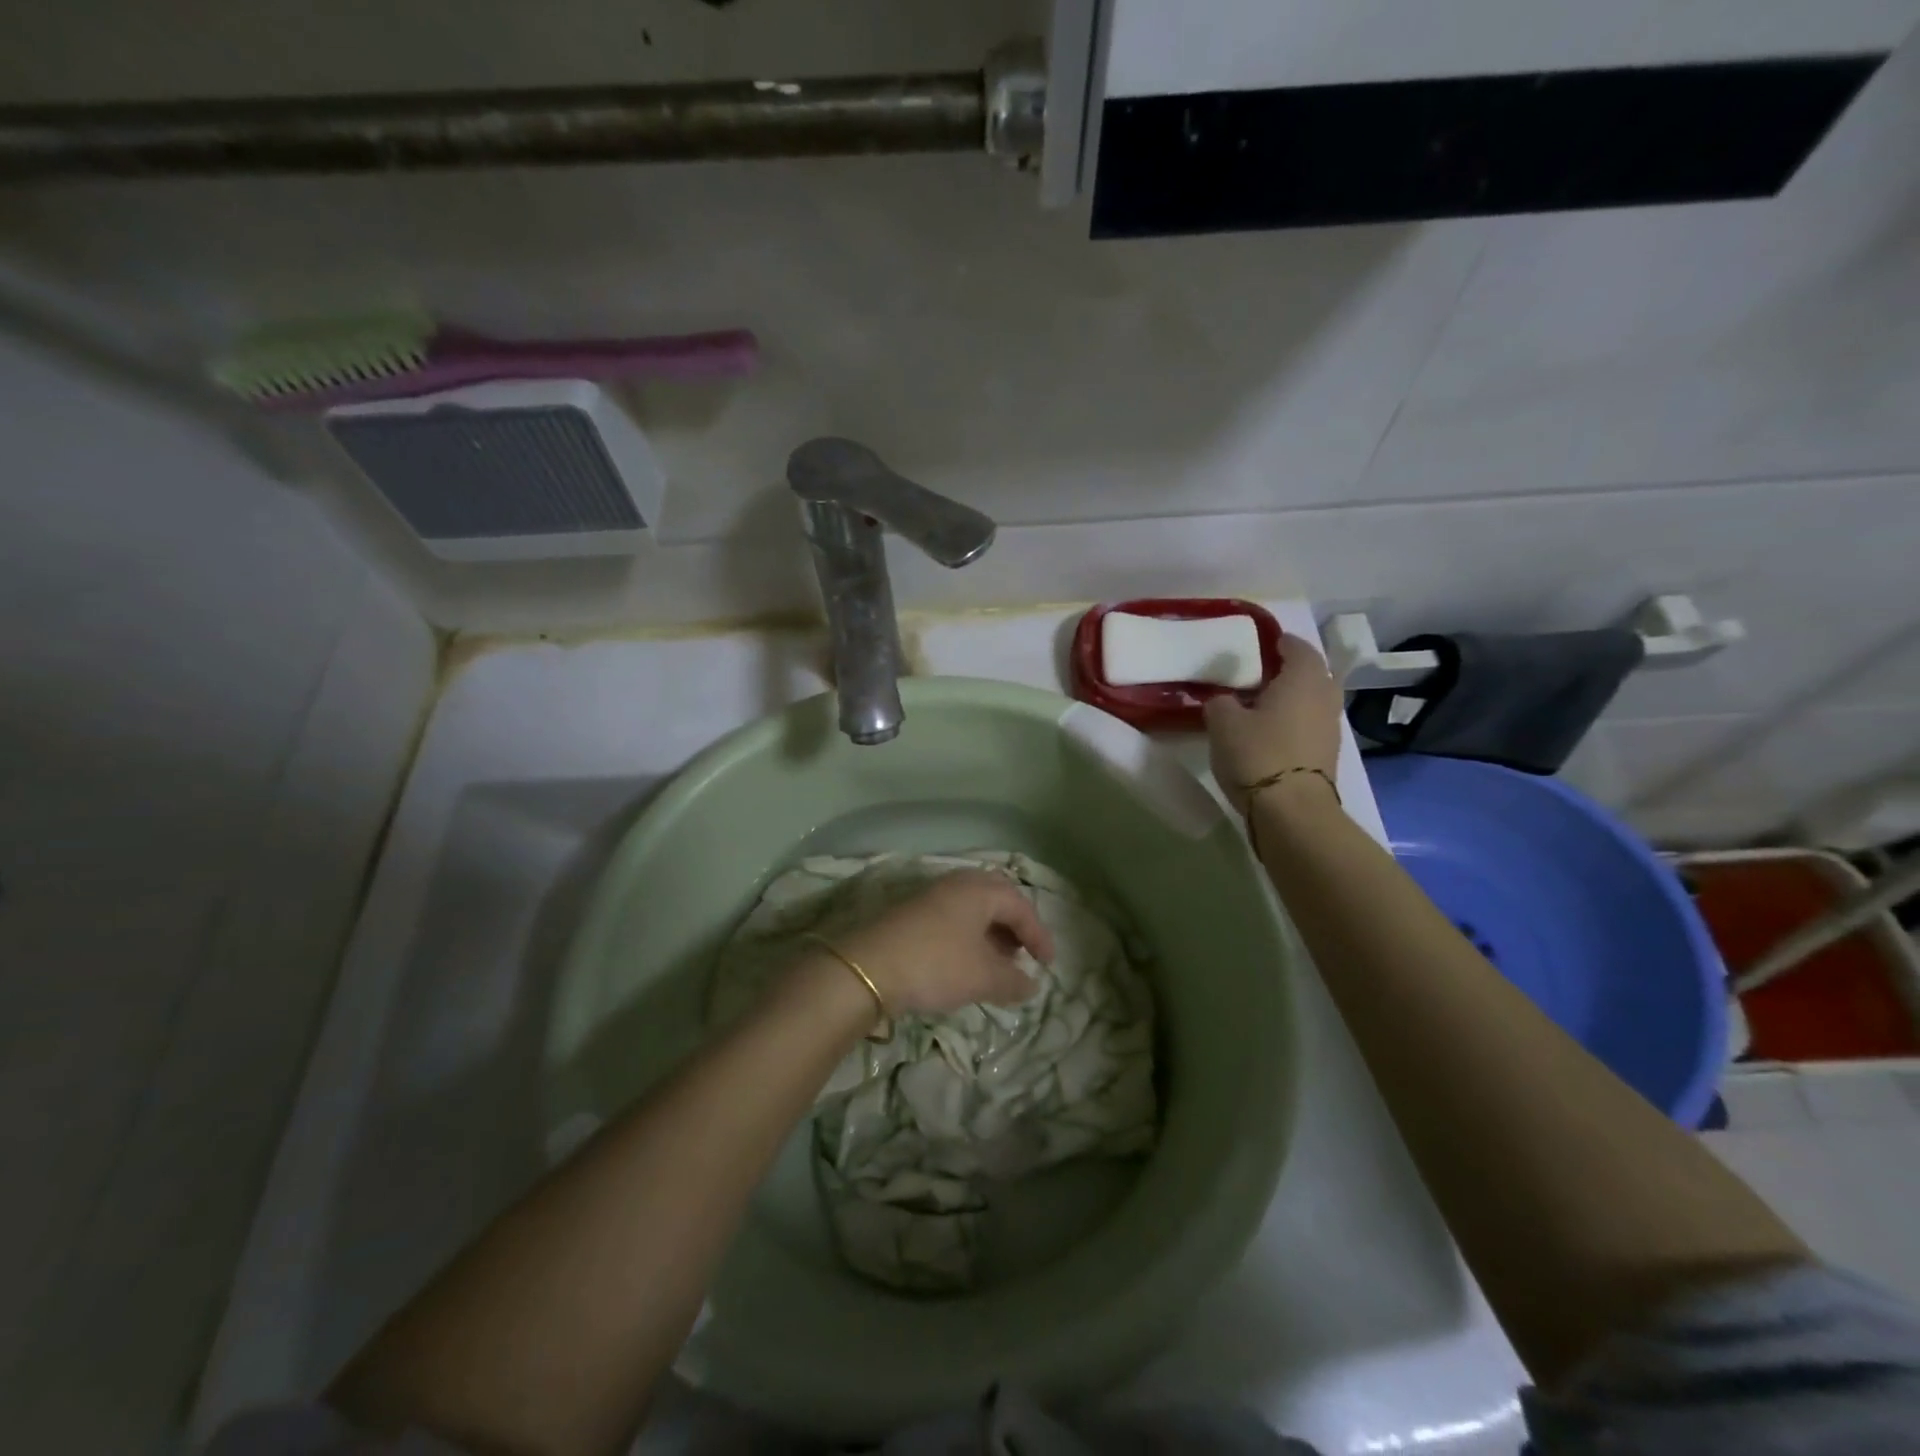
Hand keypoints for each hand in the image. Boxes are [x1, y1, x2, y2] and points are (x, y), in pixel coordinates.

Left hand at [834, 869, 1052, 1016]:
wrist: (868, 968)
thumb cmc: (936, 964)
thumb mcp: (983, 977)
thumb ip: (1013, 980)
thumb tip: (1032, 985)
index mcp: (979, 890)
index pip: (1020, 906)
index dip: (1039, 935)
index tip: (1047, 965)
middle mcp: (957, 884)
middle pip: (996, 897)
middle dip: (1014, 926)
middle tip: (1022, 953)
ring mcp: (931, 896)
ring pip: (972, 908)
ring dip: (990, 932)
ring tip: (997, 963)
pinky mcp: (911, 913)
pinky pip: (953, 917)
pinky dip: (968, 936)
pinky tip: (965, 962)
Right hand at [1204, 633, 1343, 813]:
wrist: (1292, 811)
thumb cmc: (1257, 754)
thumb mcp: (1222, 722)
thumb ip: (1220, 701)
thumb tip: (1223, 699)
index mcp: (1303, 678)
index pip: (1296, 647)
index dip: (1278, 642)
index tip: (1258, 645)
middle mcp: (1324, 696)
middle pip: (1309, 673)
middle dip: (1287, 671)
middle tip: (1256, 675)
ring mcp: (1330, 727)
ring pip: (1311, 700)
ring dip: (1290, 698)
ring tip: (1259, 705)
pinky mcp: (1326, 753)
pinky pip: (1309, 724)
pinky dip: (1293, 720)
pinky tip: (1269, 731)